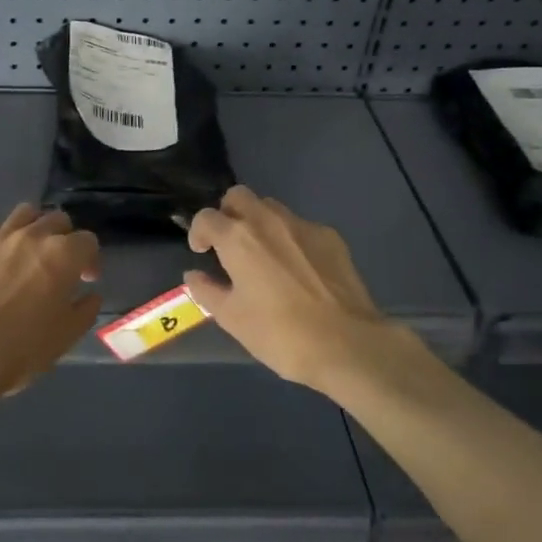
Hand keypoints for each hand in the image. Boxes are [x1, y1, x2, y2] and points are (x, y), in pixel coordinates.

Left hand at [0, 204, 100, 400]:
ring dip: (34, 228)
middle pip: (57, 220)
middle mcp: (32, 236)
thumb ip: (85, 310)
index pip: (87, 241)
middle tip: (59, 265)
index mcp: (62, 255)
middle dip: (64, 238)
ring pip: (24, 213)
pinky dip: (0, 238)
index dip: (90, 260)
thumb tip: (90, 294)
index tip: (85, 280)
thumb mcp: (67, 335)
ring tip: (29, 251)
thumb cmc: (21, 348)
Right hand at [185, 185, 402, 393]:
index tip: (201, 252)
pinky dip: (291, 239)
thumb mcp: (231, 318)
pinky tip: (298, 270)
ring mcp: (303, 226)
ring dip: (259, 223)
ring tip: (264, 256)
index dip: (198, 232)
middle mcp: (268, 221)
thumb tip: (194, 275)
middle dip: (228, 214)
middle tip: (229, 244)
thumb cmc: (279, 333)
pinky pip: (301, 227)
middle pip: (239, 196)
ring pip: (272, 208)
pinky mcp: (331, 238)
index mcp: (238, 237)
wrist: (347, 344)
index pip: (206, 217)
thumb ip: (207, 291)